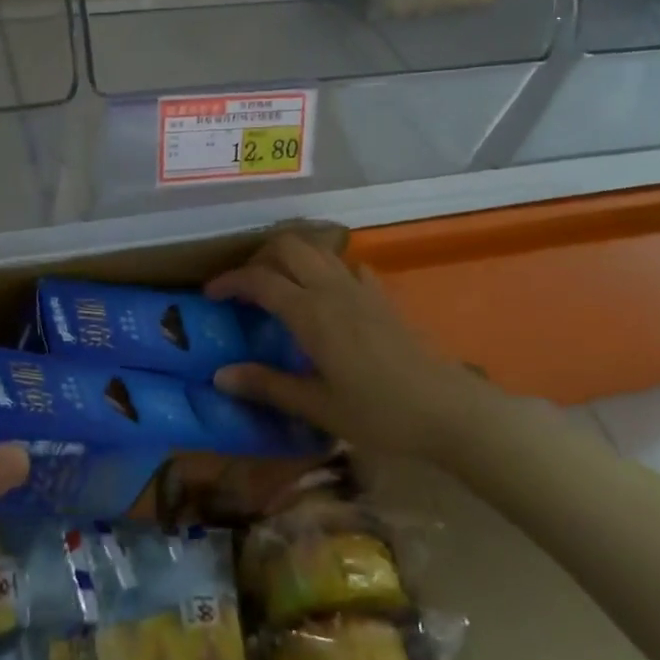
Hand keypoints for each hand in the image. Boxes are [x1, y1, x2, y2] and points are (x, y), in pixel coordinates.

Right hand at [205, 235, 503, 461]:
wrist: (449, 411)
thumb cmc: (379, 413)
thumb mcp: (317, 406)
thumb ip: (267, 386)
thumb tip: (219, 375)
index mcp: (310, 313)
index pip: (259, 280)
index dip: (229, 281)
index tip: (210, 294)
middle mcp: (332, 290)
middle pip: (288, 246)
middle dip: (259, 257)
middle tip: (246, 286)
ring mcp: (361, 289)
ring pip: (318, 249)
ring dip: (291, 256)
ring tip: (278, 283)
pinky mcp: (383, 297)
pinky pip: (348, 266)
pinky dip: (327, 268)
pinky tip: (326, 294)